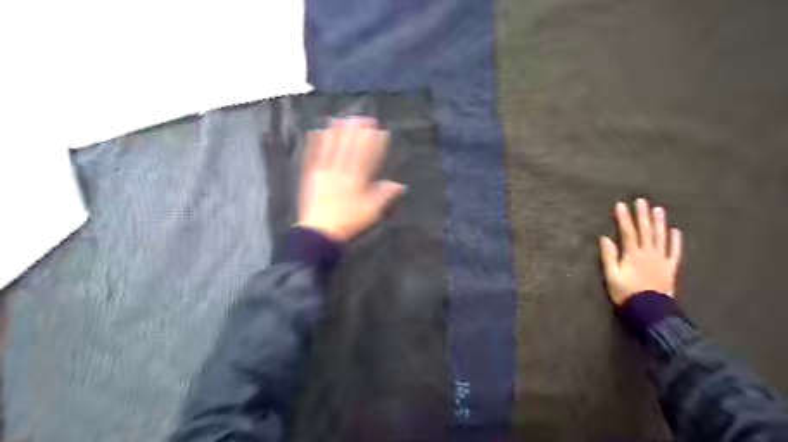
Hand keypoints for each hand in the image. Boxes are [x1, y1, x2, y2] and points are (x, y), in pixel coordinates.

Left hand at [297, 118, 401, 241]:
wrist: (320, 233)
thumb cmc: (350, 222)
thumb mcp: (372, 211)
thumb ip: (385, 195)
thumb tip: (400, 185)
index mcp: (358, 179)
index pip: (367, 156)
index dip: (374, 142)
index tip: (379, 130)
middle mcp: (341, 171)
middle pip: (350, 147)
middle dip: (357, 131)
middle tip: (363, 117)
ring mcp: (325, 172)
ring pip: (332, 147)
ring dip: (338, 132)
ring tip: (342, 118)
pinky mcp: (311, 176)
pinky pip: (314, 155)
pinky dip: (316, 143)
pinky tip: (317, 132)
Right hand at [601, 199, 680, 305]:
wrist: (649, 311)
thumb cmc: (626, 293)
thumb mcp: (611, 275)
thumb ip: (609, 256)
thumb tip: (605, 238)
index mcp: (633, 255)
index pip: (627, 232)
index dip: (623, 218)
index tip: (620, 205)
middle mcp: (648, 253)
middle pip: (645, 231)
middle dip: (642, 215)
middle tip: (641, 201)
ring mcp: (661, 260)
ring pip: (661, 237)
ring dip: (659, 223)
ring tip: (658, 209)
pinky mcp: (670, 268)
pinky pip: (674, 252)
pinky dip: (675, 241)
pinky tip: (675, 231)